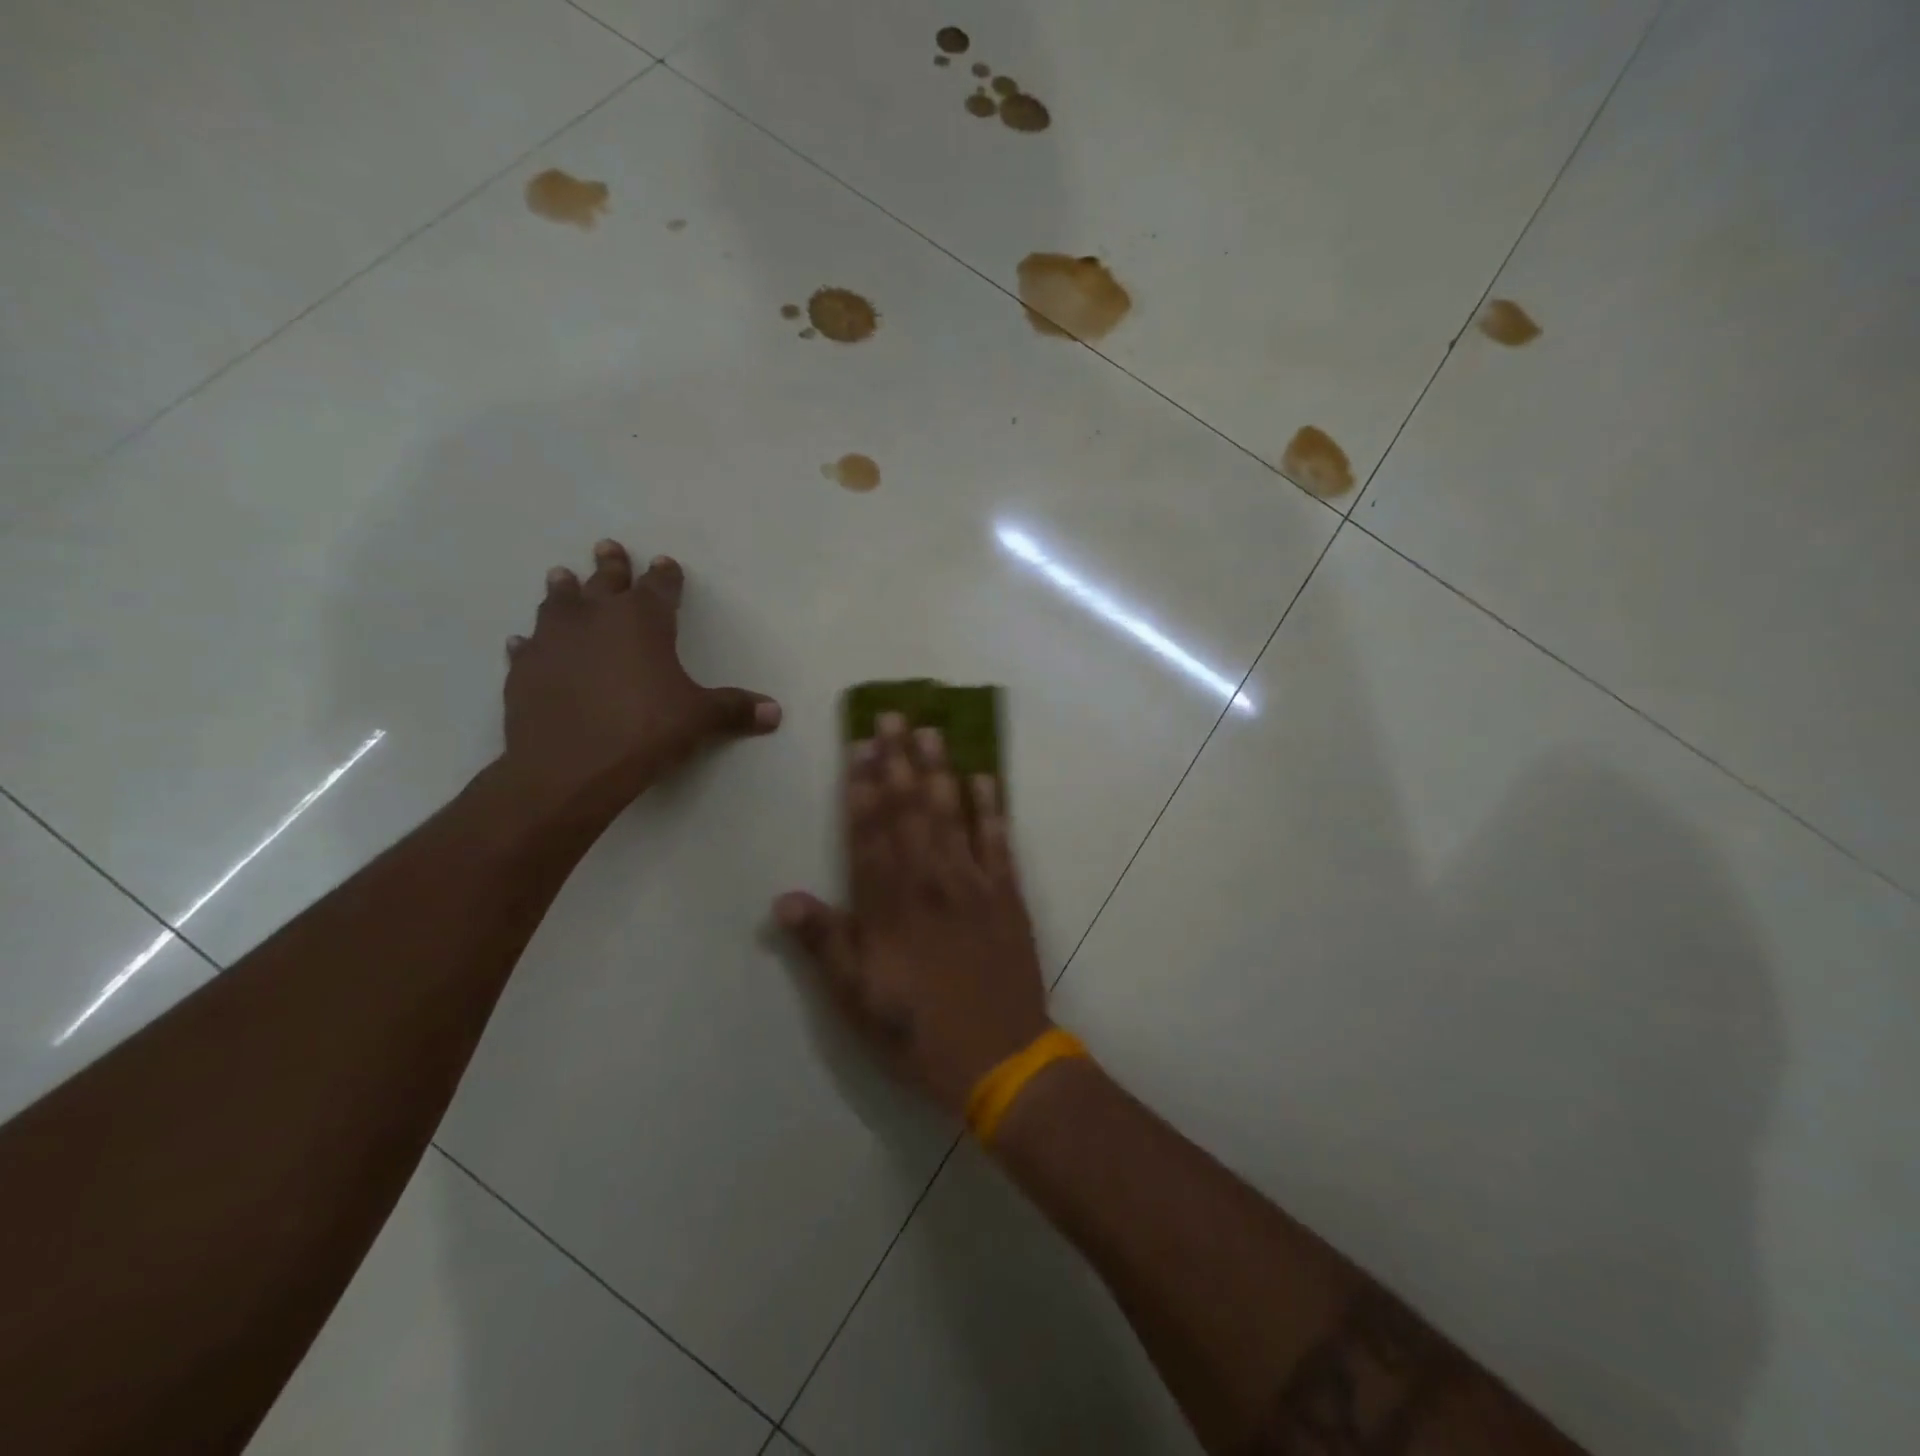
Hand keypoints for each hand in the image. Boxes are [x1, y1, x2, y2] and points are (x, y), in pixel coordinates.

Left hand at [500, 540, 779, 820]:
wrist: (568, 768)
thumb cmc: (645, 731)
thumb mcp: (699, 719)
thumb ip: (734, 709)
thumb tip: (775, 712)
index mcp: (642, 620)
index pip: (659, 587)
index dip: (665, 576)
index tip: (665, 564)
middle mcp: (594, 618)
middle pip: (604, 581)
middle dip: (611, 565)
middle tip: (608, 546)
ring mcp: (553, 641)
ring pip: (558, 603)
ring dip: (563, 590)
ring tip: (562, 577)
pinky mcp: (523, 670)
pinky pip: (528, 648)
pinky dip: (532, 643)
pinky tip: (526, 643)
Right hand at [775, 714, 1050, 1116]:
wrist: (1000, 1058)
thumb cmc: (918, 1033)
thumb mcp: (855, 1001)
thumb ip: (823, 945)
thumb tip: (784, 897)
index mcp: (887, 906)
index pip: (869, 832)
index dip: (862, 785)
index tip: (859, 744)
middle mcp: (929, 882)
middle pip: (909, 810)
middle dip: (898, 760)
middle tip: (894, 715)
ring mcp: (973, 884)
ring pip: (952, 814)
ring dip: (940, 769)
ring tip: (932, 730)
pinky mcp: (1008, 895)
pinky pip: (999, 840)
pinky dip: (992, 806)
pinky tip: (985, 777)